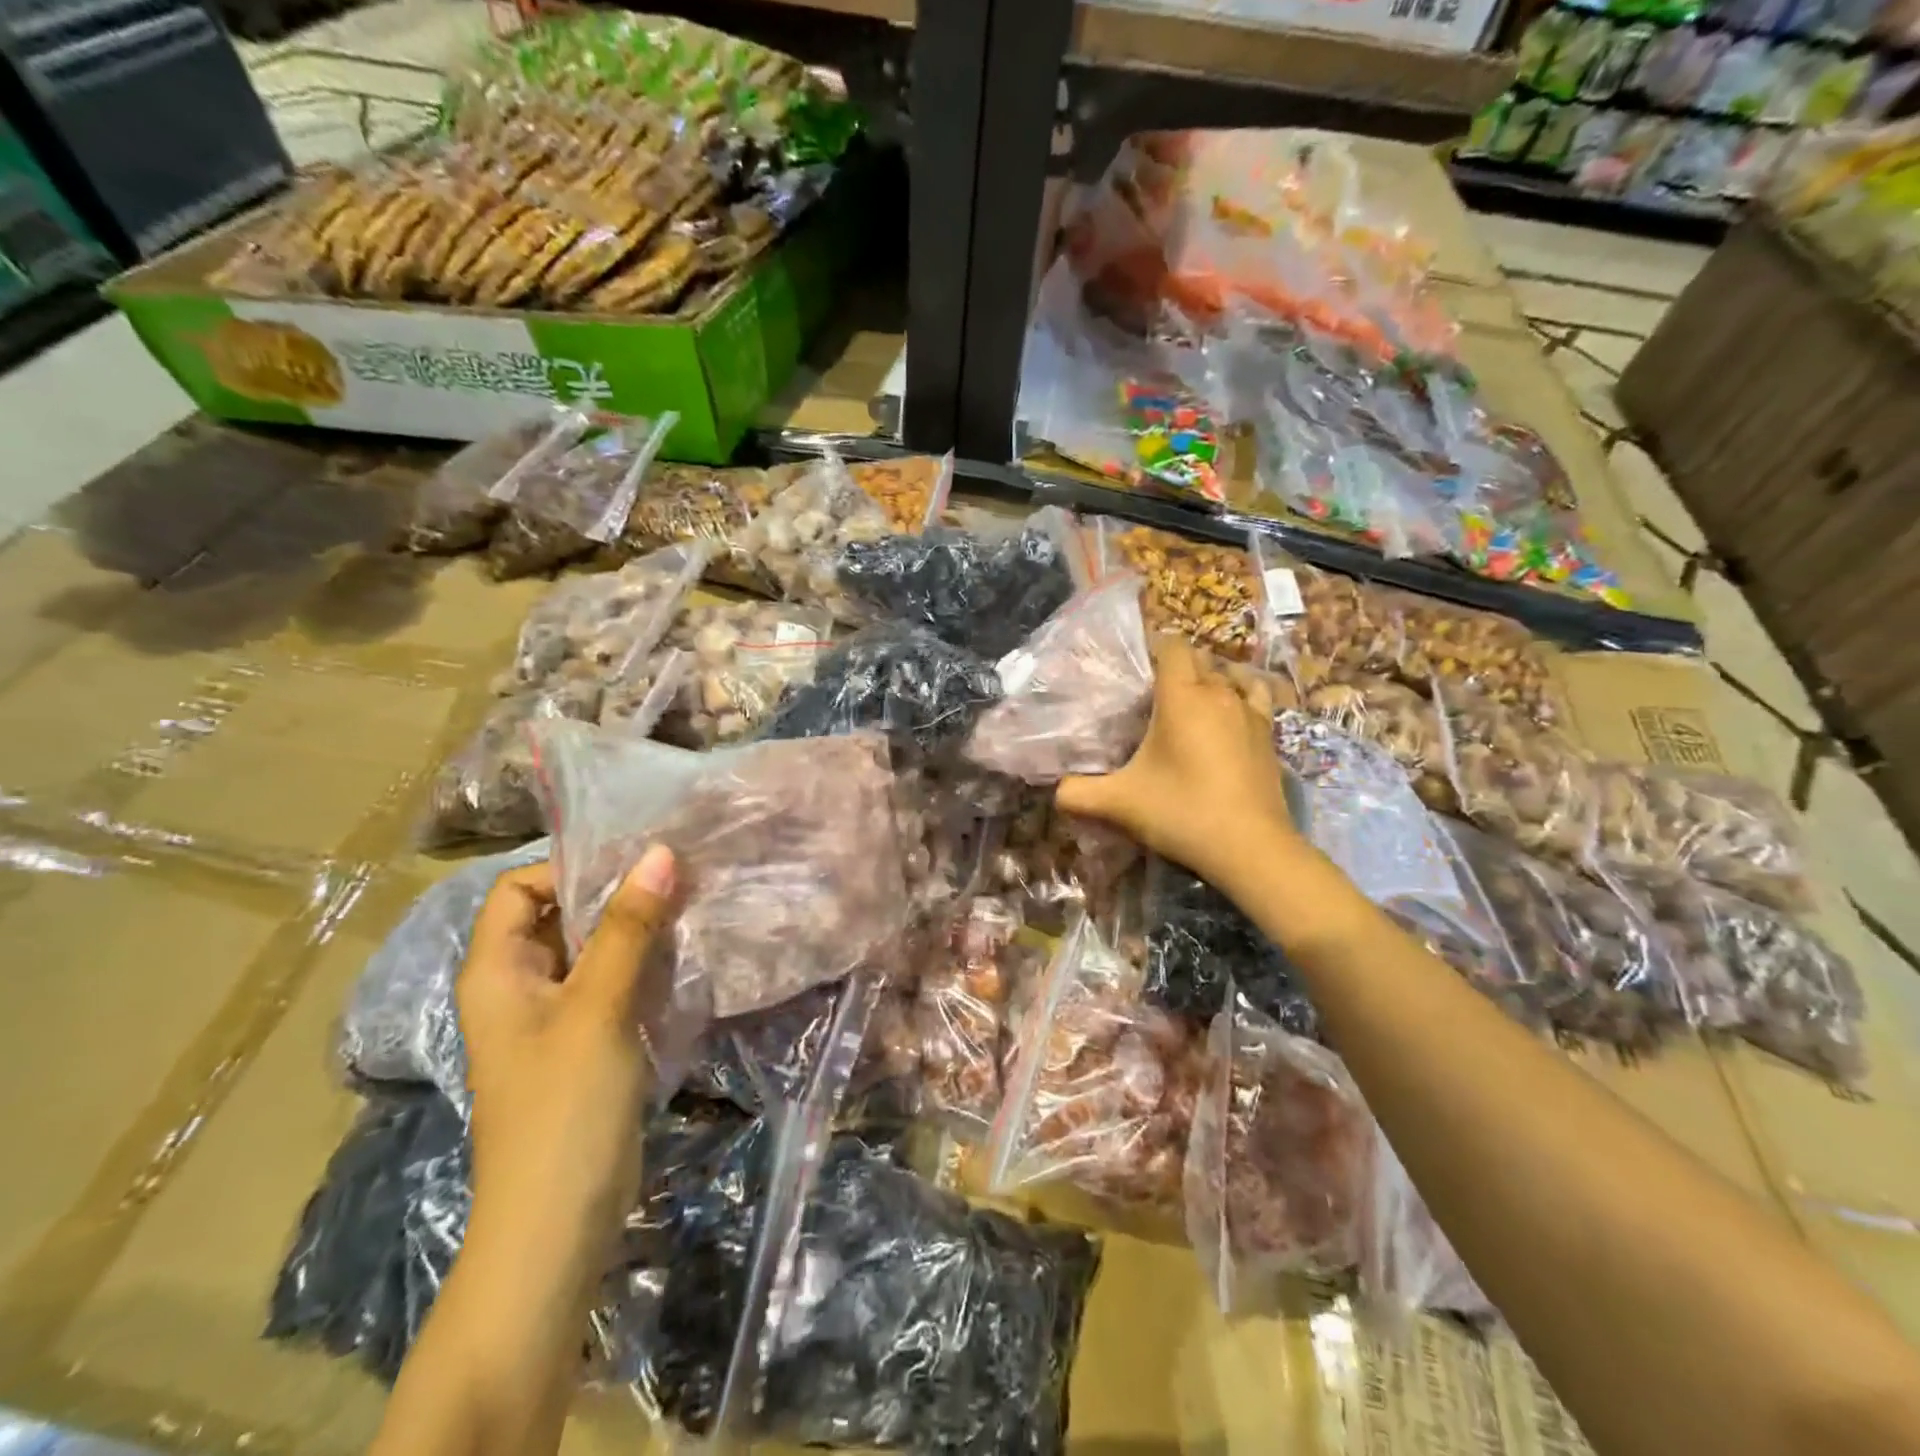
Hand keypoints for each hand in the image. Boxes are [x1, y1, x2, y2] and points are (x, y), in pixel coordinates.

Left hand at [457, 847, 677, 1253]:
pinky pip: (613, 985)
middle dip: (616, 894)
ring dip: (637, 929)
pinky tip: (687, 957)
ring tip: (692, 908)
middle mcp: (519, 986)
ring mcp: (554, 1018)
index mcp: (496, 971)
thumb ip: (628, 928)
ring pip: (593, 950)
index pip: (519, 888)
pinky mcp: (586, 1044)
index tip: (636, 863)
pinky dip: (645, 965)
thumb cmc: (564, 1106)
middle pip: (560, 916)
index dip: (570, 868)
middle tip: (679, 878)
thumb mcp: (598, 1007)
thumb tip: (661, 853)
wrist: (558, 1224)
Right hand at [1057, 639, 1300, 891]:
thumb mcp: (1119, 804)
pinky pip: (1257, 698)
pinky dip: (1243, 696)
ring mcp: (1250, 712)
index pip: (1172, 645)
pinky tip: (1232, 714)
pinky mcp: (1270, 735)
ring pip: (1231, 675)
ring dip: (1213, 679)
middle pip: (1200, 658)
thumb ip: (1078, 794)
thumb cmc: (1181, 811)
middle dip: (1178, 666)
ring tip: (1193, 700)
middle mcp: (1219, 693)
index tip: (1136, 667)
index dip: (1154, 647)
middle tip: (1153, 693)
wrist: (1249, 846)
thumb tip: (1056, 792)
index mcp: (1181, 696)